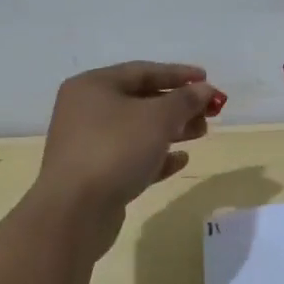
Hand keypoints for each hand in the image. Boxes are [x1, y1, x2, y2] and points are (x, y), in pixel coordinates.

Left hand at [35, 62, 221, 221]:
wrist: (74, 212)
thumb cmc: (115, 149)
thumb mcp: (158, 118)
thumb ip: (185, 100)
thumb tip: (205, 89)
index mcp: (93, 86)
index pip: (142, 71)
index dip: (178, 74)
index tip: (207, 79)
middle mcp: (86, 110)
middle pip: (141, 100)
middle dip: (178, 105)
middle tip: (209, 111)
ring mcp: (88, 144)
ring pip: (138, 130)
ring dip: (172, 129)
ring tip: (201, 132)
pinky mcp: (95, 175)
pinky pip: (131, 157)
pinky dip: (157, 156)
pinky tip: (181, 159)